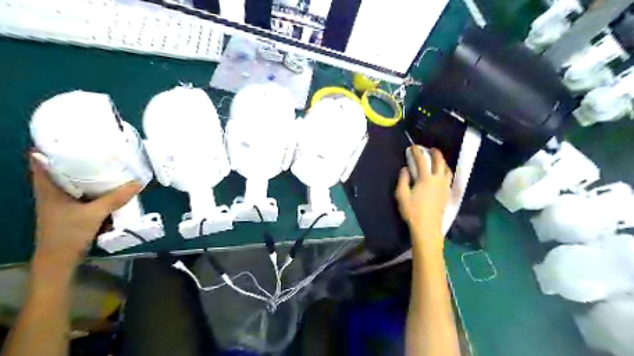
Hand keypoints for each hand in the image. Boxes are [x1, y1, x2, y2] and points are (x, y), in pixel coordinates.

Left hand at [29, 153, 140, 271]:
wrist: (59, 259)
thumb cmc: (68, 233)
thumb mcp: (94, 214)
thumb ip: (116, 198)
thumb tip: (138, 183)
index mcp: (48, 187)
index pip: (40, 160)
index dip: (50, 145)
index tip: (69, 136)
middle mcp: (51, 190)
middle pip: (58, 166)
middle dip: (74, 155)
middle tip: (95, 146)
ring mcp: (59, 200)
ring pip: (70, 179)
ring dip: (84, 170)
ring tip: (104, 161)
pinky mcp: (69, 208)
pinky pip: (79, 190)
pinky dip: (90, 184)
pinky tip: (106, 183)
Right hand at [394, 147, 453, 253]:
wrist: (427, 227)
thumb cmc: (412, 211)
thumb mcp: (402, 195)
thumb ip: (403, 180)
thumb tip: (405, 169)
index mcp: (425, 178)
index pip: (422, 160)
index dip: (417, 152)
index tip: (413, 147)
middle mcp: (438, 179)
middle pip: (439, 161)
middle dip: (434, 153)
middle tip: (429, 149)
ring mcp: (444, 186)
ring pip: (447, 169)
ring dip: (442, 162)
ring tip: (437, 160)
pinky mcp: (447, 194)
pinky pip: (449, 178)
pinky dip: (445, 171)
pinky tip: (442, 174)